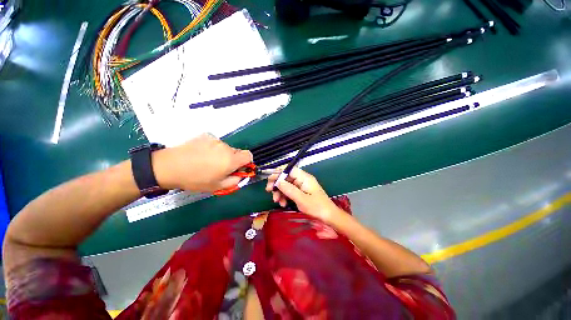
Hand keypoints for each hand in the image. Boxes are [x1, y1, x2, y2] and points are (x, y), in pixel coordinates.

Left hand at [152, 134, 252, 191]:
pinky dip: (212, 148)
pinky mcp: (206, 136)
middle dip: (232, 160)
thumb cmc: (195, 179)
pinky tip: (200, 154)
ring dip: (222, 154)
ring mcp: (215, 140)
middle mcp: (226, 147)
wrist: (169, 166)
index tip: (238, 168)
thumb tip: (240, 175)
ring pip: (225, 148)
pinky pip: (215, 143)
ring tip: (207, 161)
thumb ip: (235, 181)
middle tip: (219, 168)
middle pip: (237, 152)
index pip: (248, 155)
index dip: (246, 162)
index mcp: (231, 160)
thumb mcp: (217, 187)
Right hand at [265, 167, 344, 223]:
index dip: (279, 173)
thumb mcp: (301, 199)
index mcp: (304, 178)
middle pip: (286, 177)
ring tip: (276, 201)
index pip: (289, 170)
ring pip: (287, 185)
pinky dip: (285, 197)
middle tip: (268, 190)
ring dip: (280, 192)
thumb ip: (289, 189)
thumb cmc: (317, 207)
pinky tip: (283, 204)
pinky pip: (290, 192)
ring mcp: (301, 186)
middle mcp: (302, 180)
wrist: (329, 217)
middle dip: (277, 184)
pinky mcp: (301, 193)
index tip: (270, 179)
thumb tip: (278, 181)